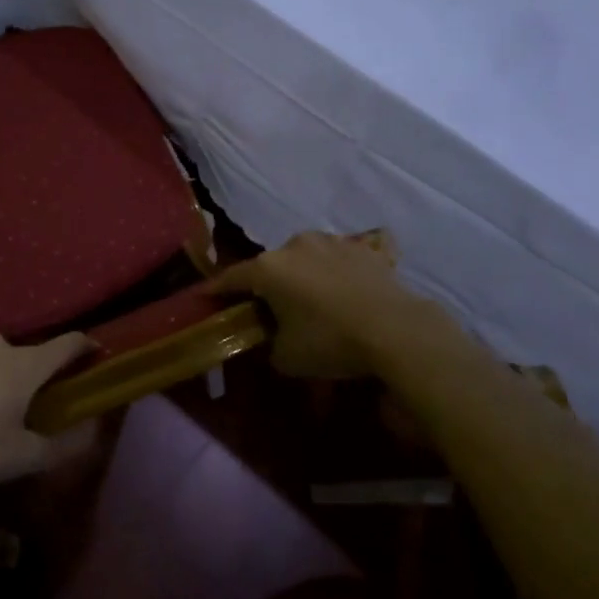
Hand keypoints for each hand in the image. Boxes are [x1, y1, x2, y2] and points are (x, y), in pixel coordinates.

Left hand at [0, 331, 94, 487]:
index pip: (68, 343)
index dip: (87, 347)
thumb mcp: (23, 456)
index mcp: (26, 362)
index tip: (98, 354)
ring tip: (1, 402)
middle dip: (39, 372)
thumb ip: (63, 445)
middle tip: (42, 398)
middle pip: (31, 352)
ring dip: (4, 374)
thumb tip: (95, 432)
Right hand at [207, 230, 437, 378]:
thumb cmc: (330, 341)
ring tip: (312, 298)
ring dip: (303, 274)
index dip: (216, 289)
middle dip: (267, 283)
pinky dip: (336, 271)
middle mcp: (295, 245)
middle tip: (269, 306)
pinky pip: (339, 258)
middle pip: (270, 265)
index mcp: (269, 268)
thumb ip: (269, 343)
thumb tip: (273, 337)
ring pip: (305, 257)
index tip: (204, 295)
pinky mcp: (363, 247)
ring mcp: (332, 241)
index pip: (232, 277)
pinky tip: (345, 289)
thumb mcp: (286, 357)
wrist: (395, 329)